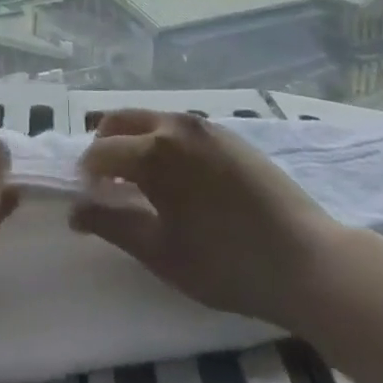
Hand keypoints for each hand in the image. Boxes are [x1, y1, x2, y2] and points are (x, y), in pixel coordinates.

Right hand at [72, 110, 343, 330]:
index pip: (100, 151)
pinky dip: (162, 142)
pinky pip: (180, 128)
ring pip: (152, 119)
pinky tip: (178, 179)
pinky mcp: (229, 135)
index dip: (87, 175)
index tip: (89, 200)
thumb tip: (75, 211)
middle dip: (104, 146)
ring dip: (134, 141)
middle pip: (121, 120)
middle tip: (107, 184)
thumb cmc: (226, 263)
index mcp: (153, 151)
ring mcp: (205, 126)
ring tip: (141, 182)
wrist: (307, 261)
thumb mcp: (160, 252)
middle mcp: (175, 125)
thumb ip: (112, 224)